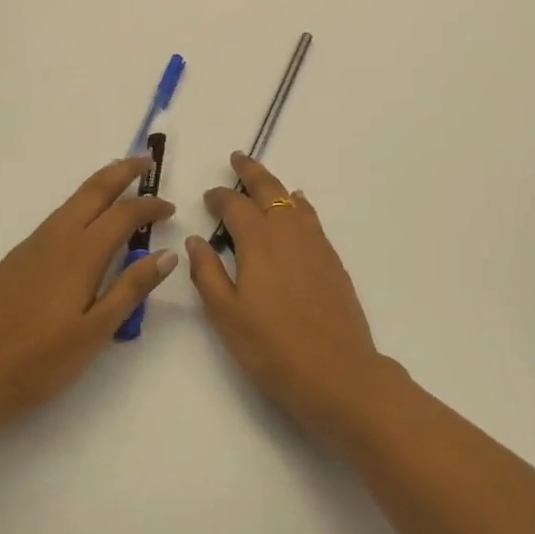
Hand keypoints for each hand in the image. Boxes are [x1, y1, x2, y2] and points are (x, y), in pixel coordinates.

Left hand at [0, 158, 176, 436]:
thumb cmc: (38, 362)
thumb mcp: (94, 332)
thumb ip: (131, 289)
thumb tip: (168, 254)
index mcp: (81, 253)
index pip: (124, 214)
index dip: (150, 206)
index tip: (170, 208)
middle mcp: (57, 237)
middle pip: (95, 189)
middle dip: (123, 170)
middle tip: (146, 162)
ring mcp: (32, 245)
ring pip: (73, 200)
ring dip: (101, 185)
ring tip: (121, 182)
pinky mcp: (16, 258)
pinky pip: (57, 217)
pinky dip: (81, 205)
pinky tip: (84, 223)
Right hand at [186, 153, 399, 446]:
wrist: (339, 374)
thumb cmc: (274, 350)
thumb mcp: (228, 318)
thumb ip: (208, 274)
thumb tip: (195, 240)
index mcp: (259, 242)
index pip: (235, 205)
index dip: (220, 197)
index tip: (209, 196)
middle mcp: (289, 232)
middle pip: (269, 189)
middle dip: (251, 171)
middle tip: (237, 159)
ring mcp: (315, 243)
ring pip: (293, 200)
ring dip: (275, 186)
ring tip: (263, 183)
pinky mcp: (332, 259)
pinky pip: (311, 217)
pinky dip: (298, 205)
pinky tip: (297, 211)